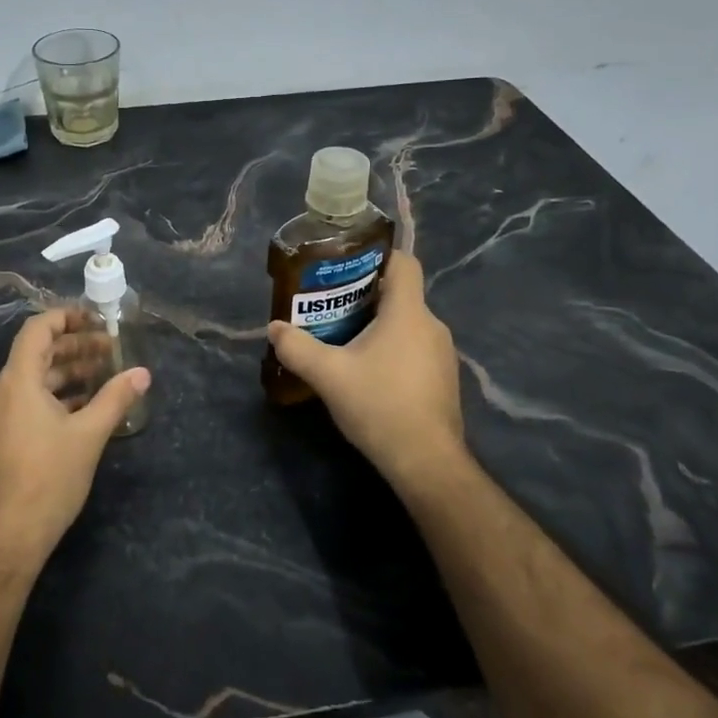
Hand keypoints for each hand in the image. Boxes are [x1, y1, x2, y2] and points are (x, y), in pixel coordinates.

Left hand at [0, 307, 150, 568]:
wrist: (7, 538)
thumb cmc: (48, 479)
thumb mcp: (89, 435)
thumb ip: (115, 398)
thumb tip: (143, 373)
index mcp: (17, 381)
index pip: (37, 330)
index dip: (66, 317)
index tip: (97, 318)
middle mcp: (0, 391)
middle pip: (36, 352)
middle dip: (74, 346)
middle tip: (110, 348)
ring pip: (33, 379)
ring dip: (67, 372)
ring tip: (103, 374)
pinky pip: (27, 400)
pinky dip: (55, 395)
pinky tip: (84, 405)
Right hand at [266, 251, 470, 493]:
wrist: (426, 461)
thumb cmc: (379, 405)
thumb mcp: (328, 375)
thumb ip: (297, 348)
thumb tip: (274, 328)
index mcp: (408, 313)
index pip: (404, 262)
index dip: (377, 256)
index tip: (347, 266)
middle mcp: (432, 325)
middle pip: (400, 295)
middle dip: (365, 296)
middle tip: (330, 307)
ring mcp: (443, 354)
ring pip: (407, 324)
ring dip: (377, 326)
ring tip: (343, 340)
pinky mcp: (443, 378)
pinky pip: (415, 348)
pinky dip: (392, 350)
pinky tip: (368, 373)